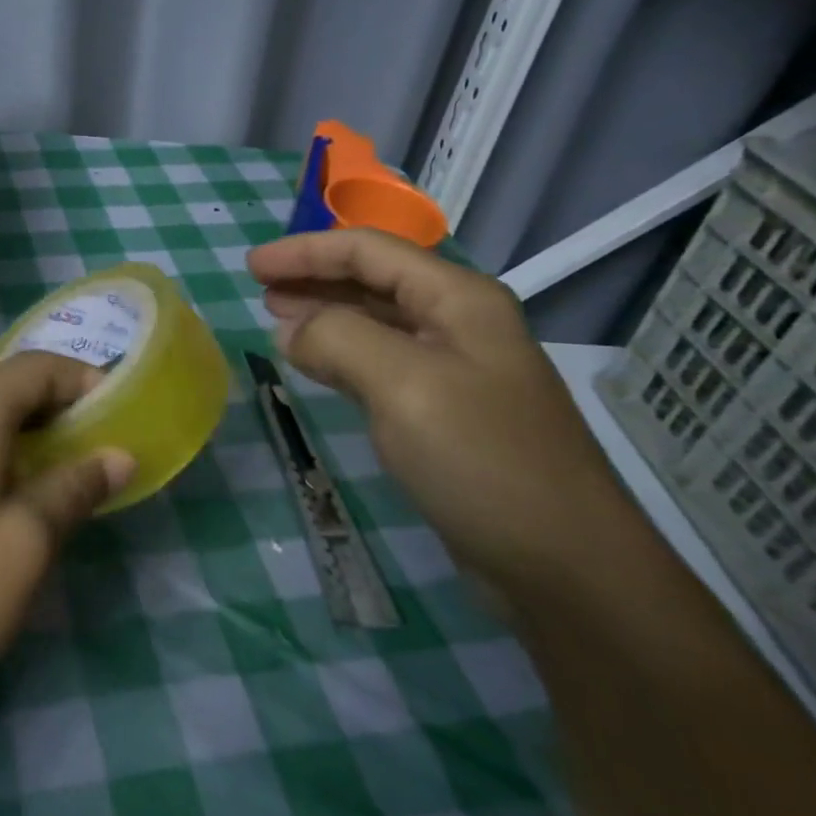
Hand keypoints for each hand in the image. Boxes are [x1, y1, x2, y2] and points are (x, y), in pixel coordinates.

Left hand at [0, 352, 135, 713]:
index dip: (82, 380)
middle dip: (58, 403)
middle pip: (7, 384)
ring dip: (28, 428)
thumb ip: (75, 488)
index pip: (36, 367)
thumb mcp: (28, 542)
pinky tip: (13, 494)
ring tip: (63, 467)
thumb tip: (119, 456)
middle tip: (97, 441)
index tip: (118, 413)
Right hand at [248, 228, 627, 595]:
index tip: (251, 266)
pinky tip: (315, 363)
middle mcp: (459, 322)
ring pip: (375, 320)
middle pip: (373, 278)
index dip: (305, 251)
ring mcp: (455, 367)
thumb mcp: (403, 385)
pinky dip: (340, 353)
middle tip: (258, 289)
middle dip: (312, 277)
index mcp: (458, 299)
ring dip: (324, 313)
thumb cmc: (482, 459)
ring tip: (276, 319)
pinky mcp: (446, 410)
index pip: (368, 251)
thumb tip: (291, 331)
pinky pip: (380, 361)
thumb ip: (338, 339)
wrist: (564, 565)